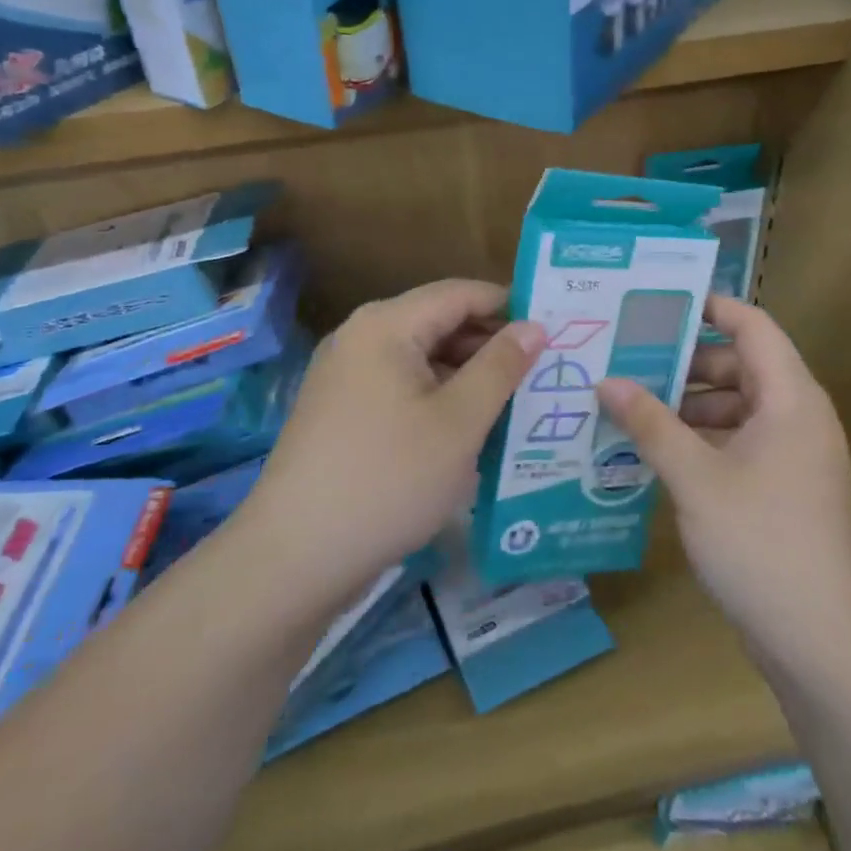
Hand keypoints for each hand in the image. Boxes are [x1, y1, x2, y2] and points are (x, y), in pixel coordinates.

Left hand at [241, 280, 544, 609]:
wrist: (295, 557)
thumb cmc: (388, 480)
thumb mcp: (459, 423)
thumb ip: (500, 367)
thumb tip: (534, 326)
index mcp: (386, 325)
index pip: (460, 294)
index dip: (509, 306)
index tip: (556, 327)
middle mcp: (360, 338)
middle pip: (438, 323)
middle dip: (491, 345)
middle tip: (545, 370)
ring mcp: (345, 376)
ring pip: (421, 360)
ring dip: (467, 376)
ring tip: (517, 402)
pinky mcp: (341, 412)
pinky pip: (401, 388)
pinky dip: (438, 399)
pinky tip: (470, 429)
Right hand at [596, 296, 850, 669]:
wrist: (822, 643)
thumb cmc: (761, 542)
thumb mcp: (695, 478)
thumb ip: (650, 424)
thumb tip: (606, 381)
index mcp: (791, 399)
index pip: (754, 326)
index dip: (711, 307)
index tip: (658, 304)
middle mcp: (799, 418)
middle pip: (742, 366)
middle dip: (686, 363)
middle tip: (628, 360)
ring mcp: (795, 457)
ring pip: (738, 408)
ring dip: (689, 406)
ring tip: (632, 408)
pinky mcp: (785, 490)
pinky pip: (741, 443)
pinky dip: (703, 441)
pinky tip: (657, 454)